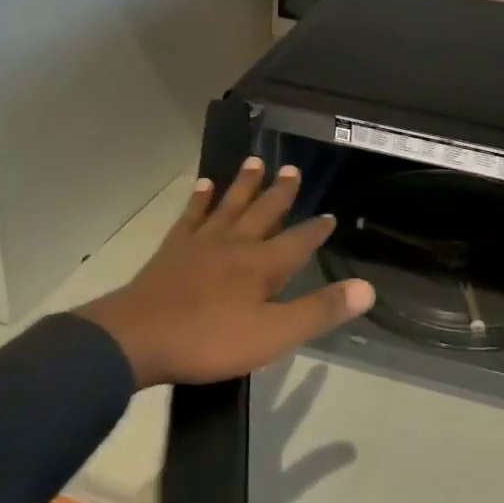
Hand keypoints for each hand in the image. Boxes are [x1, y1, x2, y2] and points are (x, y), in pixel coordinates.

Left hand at [80, 157, 375, 387]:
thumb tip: (367, 288)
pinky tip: (203, 185)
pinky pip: (191, 216)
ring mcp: (201, 244)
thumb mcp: (274, 335)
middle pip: (264, 212)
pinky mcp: (172, 250)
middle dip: (280, 193)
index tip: (329, 216)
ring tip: (255, 162)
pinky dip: (200, 199)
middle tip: (292, 169)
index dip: (316, 230)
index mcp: (263, 265)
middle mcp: (236, 244)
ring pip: (229, 206)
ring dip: (244, 184)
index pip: (299, 242)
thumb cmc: (210, 340)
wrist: (136, 339)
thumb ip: (319, 311)